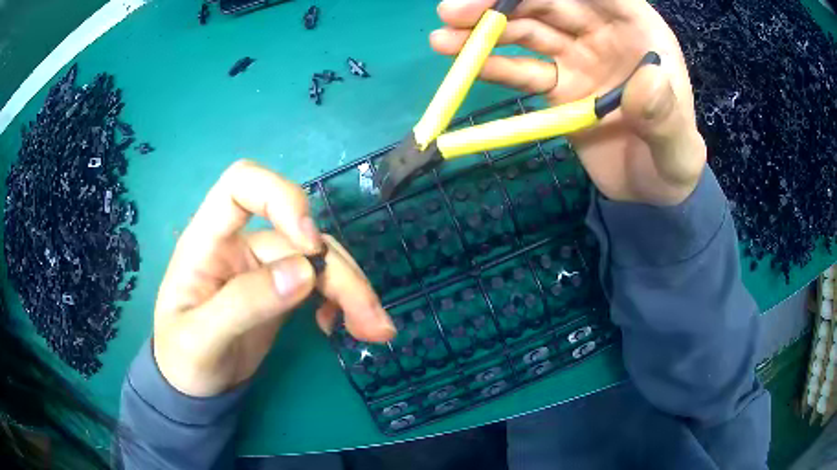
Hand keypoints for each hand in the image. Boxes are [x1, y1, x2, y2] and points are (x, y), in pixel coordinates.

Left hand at [153, 160, 395, 396]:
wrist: (194, 386)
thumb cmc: (182, 360)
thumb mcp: (200, 339)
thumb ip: (243, 305)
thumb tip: (304, 273)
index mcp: (207, 240)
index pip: (241, 185)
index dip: (280, 198)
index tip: (310, 243)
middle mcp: (239, 243)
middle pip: (299, 233)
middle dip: (338, 271)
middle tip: (370, 318)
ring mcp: (263, 266)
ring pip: (319, 258)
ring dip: (353, 289)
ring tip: (375, 329)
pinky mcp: (282, 290)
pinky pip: (322, 282)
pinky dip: (343, 300)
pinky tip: (343, 326)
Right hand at [430, 0, 706, 204]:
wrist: (650, 191)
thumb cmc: (672, 164)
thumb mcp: (678, 149)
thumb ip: (667, 117)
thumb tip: (647, 79)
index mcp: (639, 31)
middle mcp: (603, 33)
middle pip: (551, 2)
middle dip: (505, 1)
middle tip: (455, 10)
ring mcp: (576, 56)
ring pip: (528, 30)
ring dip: (487, 29)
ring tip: (444, 35)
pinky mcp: (557, 85)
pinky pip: (523, 70)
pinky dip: (494, 65)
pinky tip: (463, 62)